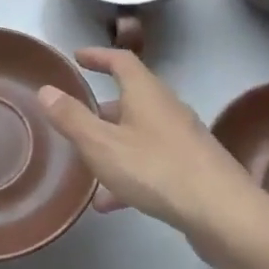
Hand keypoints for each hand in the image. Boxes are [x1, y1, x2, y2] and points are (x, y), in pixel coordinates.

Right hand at [37, 48, 265, 258]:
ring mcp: (183, 139)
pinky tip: (110, 202)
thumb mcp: (102, 144)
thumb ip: (72, 118)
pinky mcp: (192, 168)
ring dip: (113, 144)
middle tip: (78, 115)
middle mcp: (167, 109)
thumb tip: (46, 90)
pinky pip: (151, 162)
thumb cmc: (156, 168)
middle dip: (103, 106)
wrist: (222, 212)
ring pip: (139, 134)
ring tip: (87, 164)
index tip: (78, 57)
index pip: (121, 61)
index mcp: (146, 92)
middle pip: (132, 98)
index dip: (98, 56)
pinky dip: (128, 173)